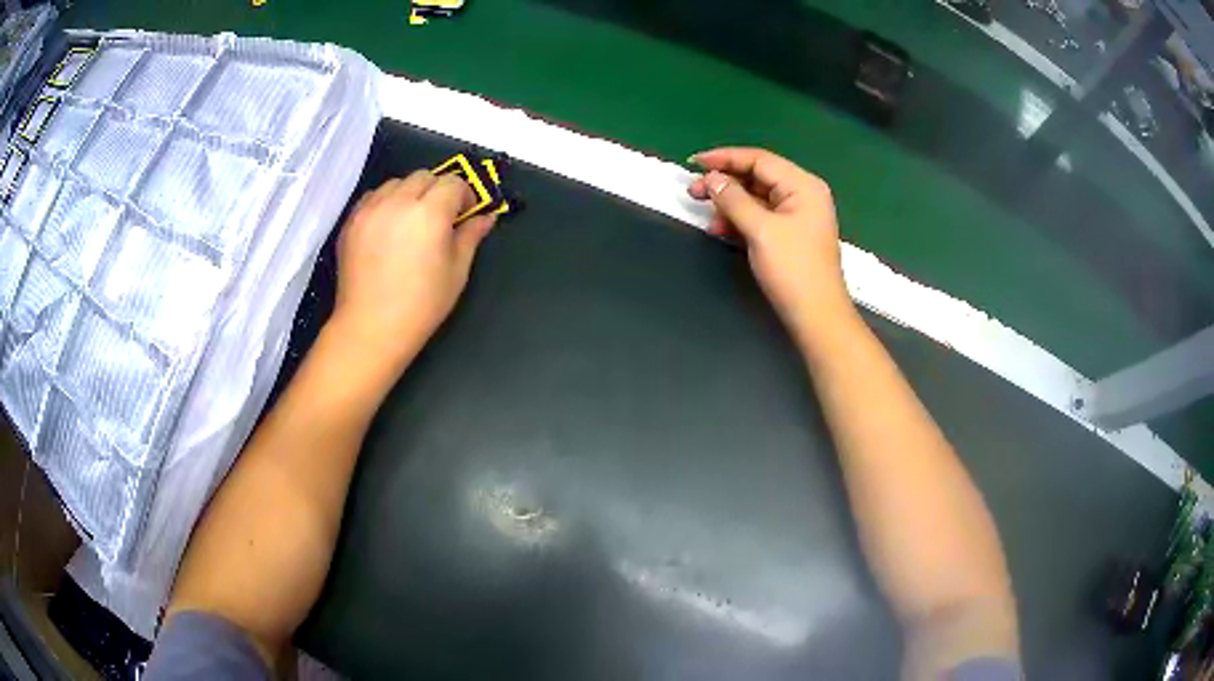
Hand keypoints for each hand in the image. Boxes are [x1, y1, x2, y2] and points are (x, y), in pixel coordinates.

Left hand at [332, 170, 495, 371]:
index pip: (453, 183)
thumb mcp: (457, 272)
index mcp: (430, 213)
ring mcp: (370, 209)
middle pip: (424, 176)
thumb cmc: (421, 305)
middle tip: (441, 217)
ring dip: (410, 193)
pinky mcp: (351, 221)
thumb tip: (486, 217)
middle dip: (438, 190)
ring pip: (396, 183)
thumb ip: (470, 236)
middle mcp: (398, 202)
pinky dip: (385, 201)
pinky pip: (373, 196)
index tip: (466, 214)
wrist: (371, 328)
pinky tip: (389, 226)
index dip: (465, 195)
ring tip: (411, 220)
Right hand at [688, 147, 852, 339]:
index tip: (694, 162)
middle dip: (725, 183)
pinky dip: (740, 220)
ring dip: (729, 204)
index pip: (759, 160)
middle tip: (693, 191)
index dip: (725, 158)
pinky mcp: (790, 234)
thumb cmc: (793, 269)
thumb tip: (712, 178)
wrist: (816, 316)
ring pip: (756, 198)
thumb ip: (734, 199)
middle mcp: (802, 194)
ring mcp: (797, 215)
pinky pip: (760, 216)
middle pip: (757, 177)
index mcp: (802, 185)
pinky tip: (720, 230)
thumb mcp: (760, 230)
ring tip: (706, 215)